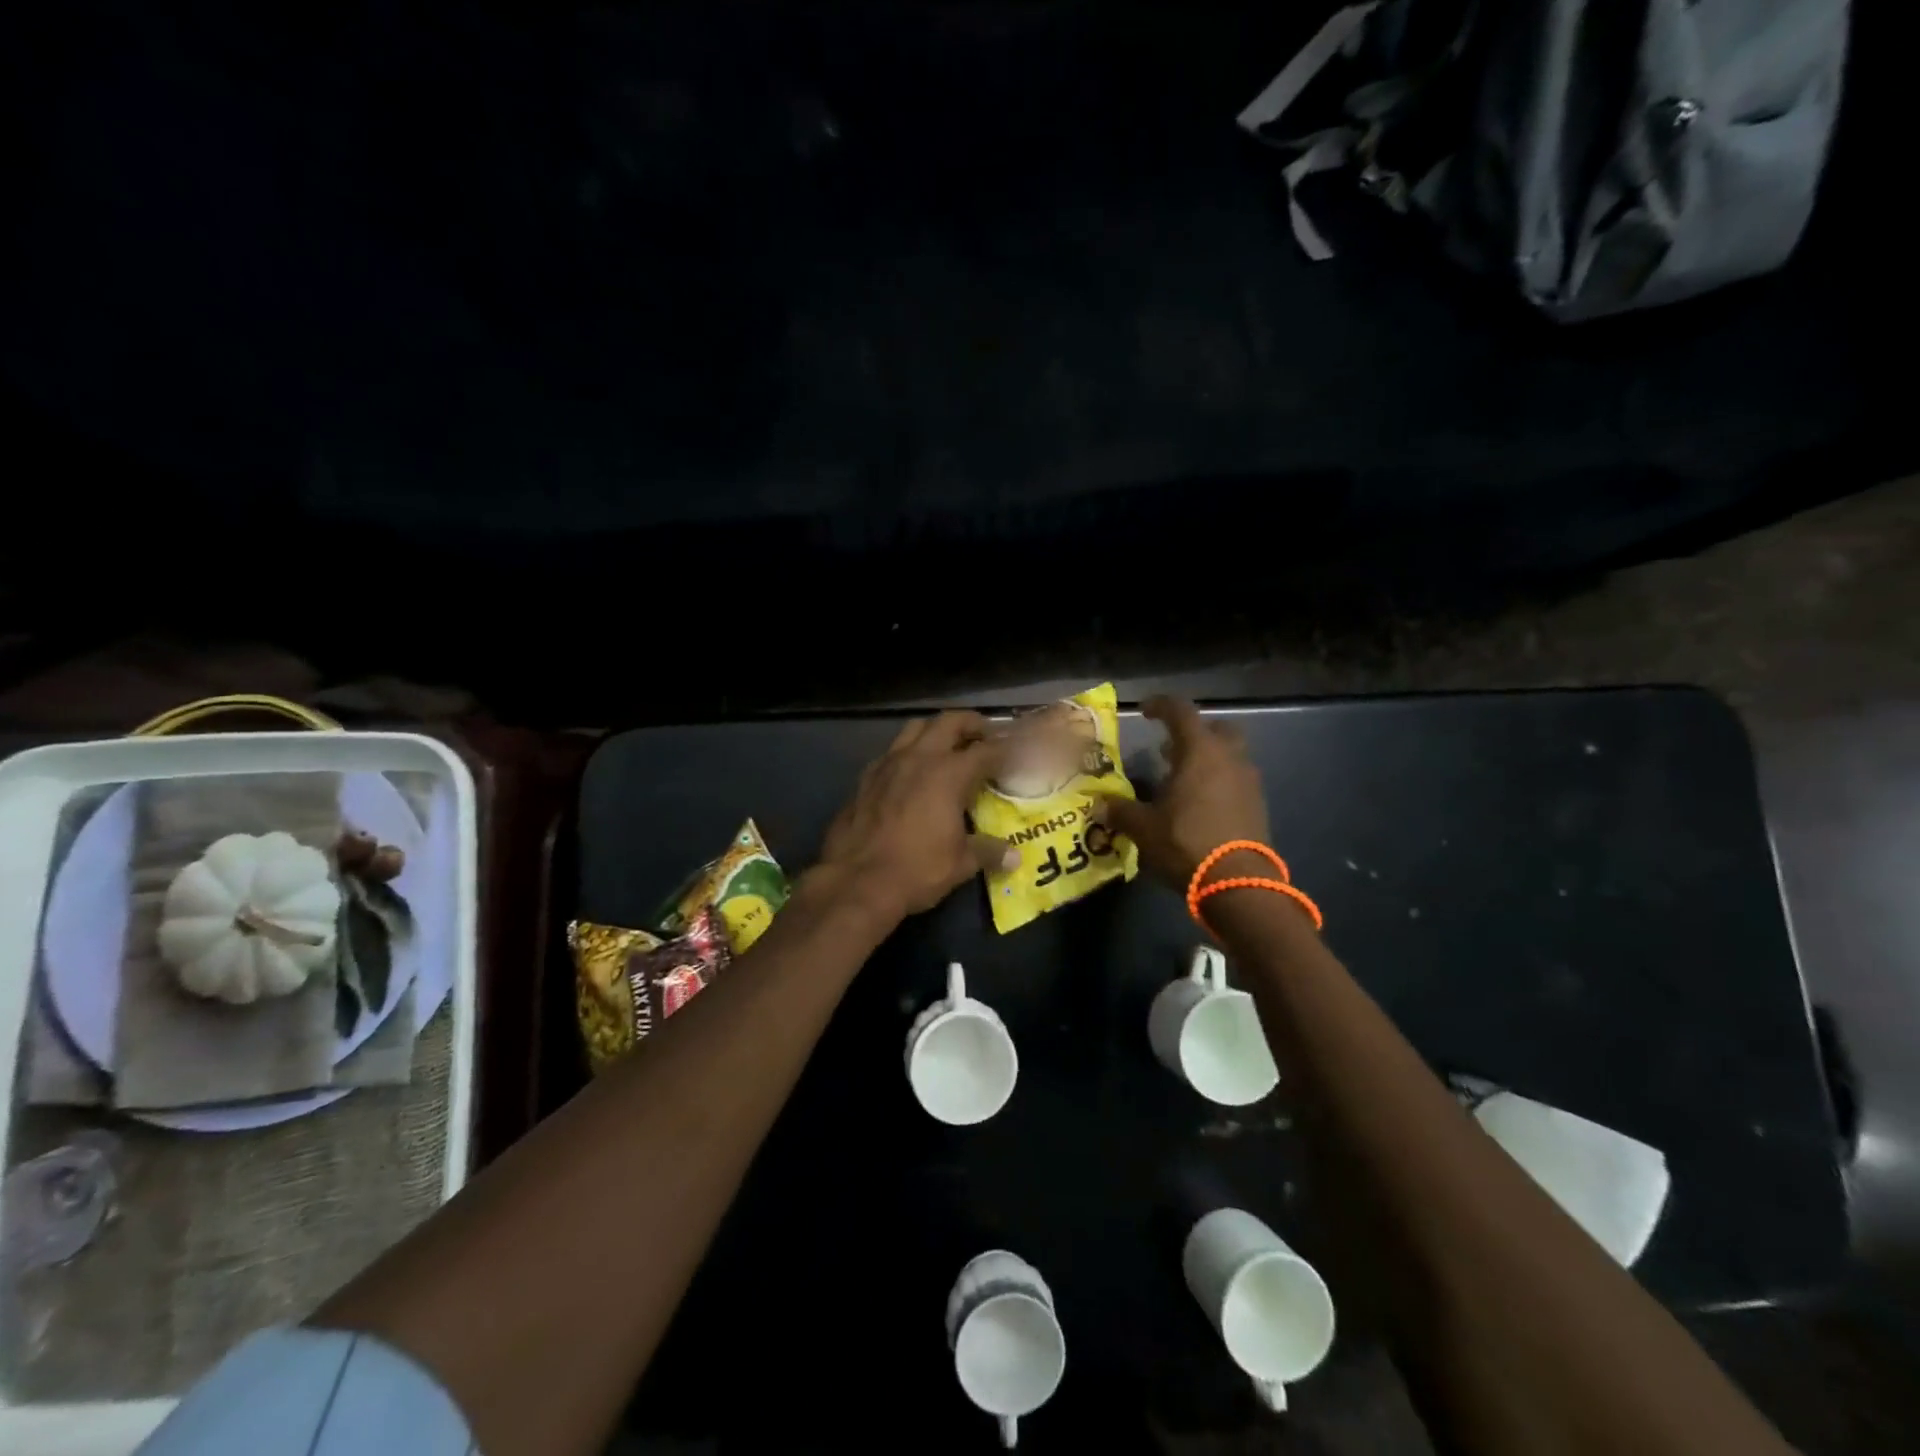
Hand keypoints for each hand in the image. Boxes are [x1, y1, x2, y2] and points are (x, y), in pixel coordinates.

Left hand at [814, 711, 1018, 923]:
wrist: (856, 881)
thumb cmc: (916, 870)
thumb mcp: (961, 864)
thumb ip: (988, 851)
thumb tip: (1014, 856)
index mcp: (949, 773)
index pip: (986, 750)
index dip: (1004, 749)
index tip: (1014, 754)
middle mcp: (919, 758)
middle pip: (949, 722)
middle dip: (971, 724)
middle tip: (984, 736)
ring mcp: (888, 764)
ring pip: (915, 729)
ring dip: (936, 731)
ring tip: (947, 747)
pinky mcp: (865, 778)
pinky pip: (892, 752)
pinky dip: (908, 753)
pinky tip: (911, 774)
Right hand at [1095, 696, 1269, 887]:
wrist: (1239, 883)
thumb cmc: (1186, 843)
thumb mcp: (1143, 828)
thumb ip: (1120, 811)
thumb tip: (1100, 805)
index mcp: (1200, 751)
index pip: (1181, 711)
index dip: (1161, 705)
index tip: (1145, 710)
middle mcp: (1229, 758)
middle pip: (1215, 729)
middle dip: (1194, 733)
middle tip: (1170, 748)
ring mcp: (1248, 781)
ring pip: (1228, 756)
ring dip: (1206, 760)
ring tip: (1180, 780)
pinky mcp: (1257, 806)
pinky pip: (1236, 781)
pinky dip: (1217, 783)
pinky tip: (1198, 805)